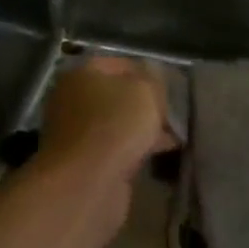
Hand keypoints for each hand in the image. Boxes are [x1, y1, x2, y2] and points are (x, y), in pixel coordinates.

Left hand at [38, 56, 175, 188]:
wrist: (87, 183)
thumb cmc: (116, 125)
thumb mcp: (146, 91)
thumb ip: (154, 80)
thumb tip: (153, 83)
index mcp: (82, 74)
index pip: (122, 64)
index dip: (150, 73)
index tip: (173, 87)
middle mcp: (73, 99)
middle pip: (119, 95)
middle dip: (148, 104)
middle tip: (175, 112)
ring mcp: (77, 133)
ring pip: (119, 123)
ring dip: (144, 128)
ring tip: (175, 134)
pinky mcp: (85, 162)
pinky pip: (118, 148)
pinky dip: (137, 149)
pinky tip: (162, 153)